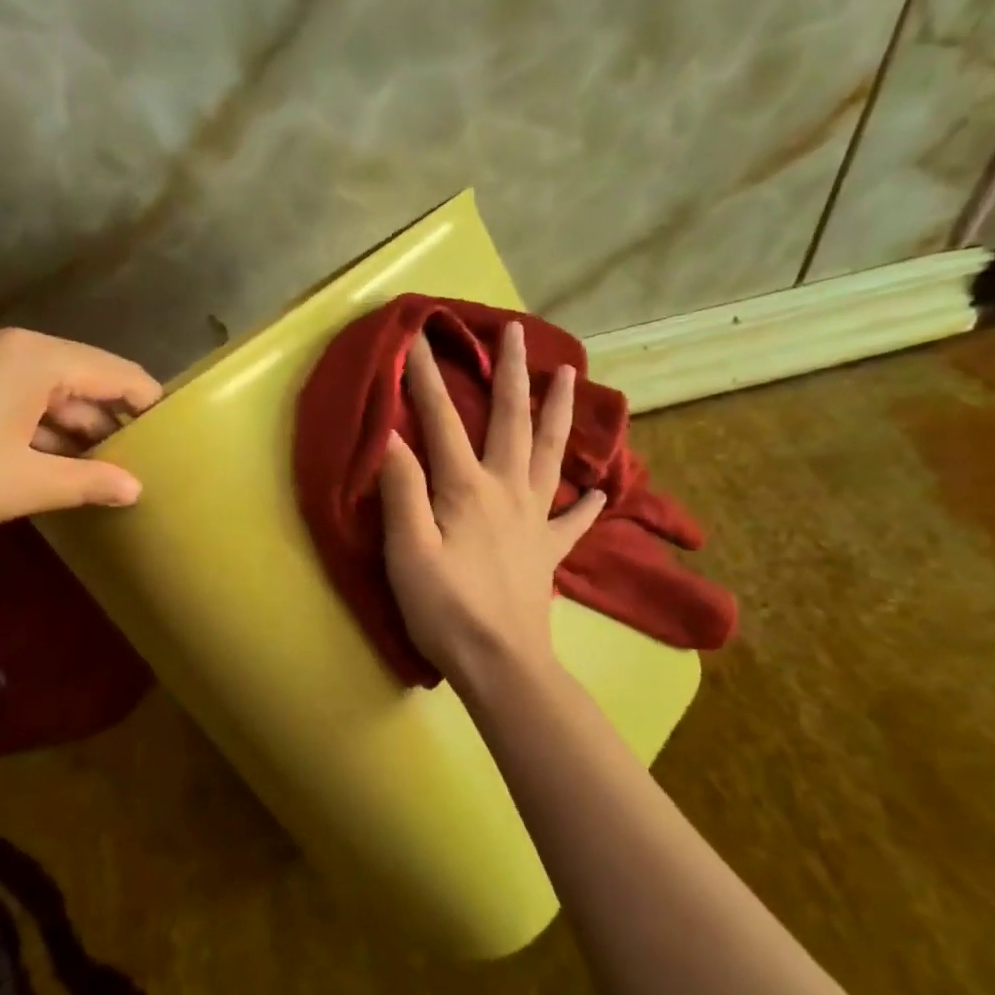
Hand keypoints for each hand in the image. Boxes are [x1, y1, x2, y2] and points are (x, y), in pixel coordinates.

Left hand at [0, 327, 160, 547]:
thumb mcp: (23, 484)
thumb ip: (88, 482)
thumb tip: (136, 488)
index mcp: (37, 358)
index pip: (118, 373)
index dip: (150, 406)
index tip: (176, 440)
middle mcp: (12, 348)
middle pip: (84, 380)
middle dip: (112, 424)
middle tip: (143, 467)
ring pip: (49, 393)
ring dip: (75, 432)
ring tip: (105, 476)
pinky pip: (17, 401)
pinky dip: (40, 431)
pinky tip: (53, 467)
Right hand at [379, 321, 605, 685]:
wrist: (501, 662)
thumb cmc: (445, 608)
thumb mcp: (407, 550)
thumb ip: (401, 490)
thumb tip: (392, 435)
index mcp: (467, 488)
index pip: (442, 421)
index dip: (426, 379)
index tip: (418, 337)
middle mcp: (507, 491)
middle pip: (513, 422)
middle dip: (512, 373)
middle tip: (516, 331)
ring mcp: (535, 519)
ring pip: (552, 453)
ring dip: (559, 412)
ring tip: (571, 375)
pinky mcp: (549, 550)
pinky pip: (575, 516)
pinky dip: (589, 497)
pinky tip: (602, 485)